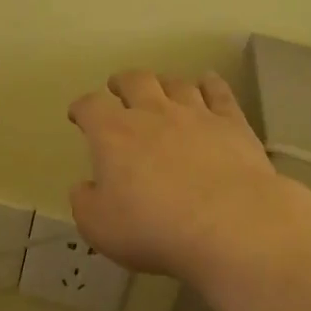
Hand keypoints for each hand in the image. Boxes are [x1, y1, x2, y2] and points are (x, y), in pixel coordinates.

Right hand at [67, 71, 310, 286]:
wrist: (230, 226)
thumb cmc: (153, 229)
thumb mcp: (98, 226)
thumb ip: (85, 202)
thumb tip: (86, 187)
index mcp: (113, 134)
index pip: (90, 107)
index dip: (82, 108)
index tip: (78, 115)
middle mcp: (152, 113)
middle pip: (134, 81)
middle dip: (122, 83)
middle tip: (118, 89)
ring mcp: (196, 114)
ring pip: (176, 83)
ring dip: (164, 83)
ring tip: (161, 89)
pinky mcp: (232, 124)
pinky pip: (219, 92)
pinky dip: (210, 84)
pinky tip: (208, 82)